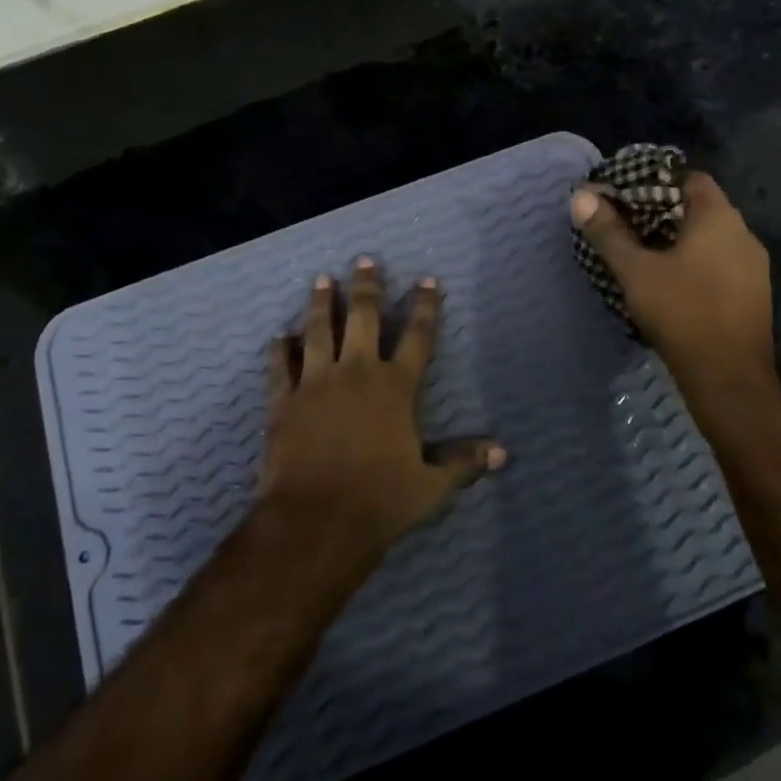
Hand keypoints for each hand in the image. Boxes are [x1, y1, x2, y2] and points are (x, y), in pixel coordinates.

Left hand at [259, 259, 505, 559]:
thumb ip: (462, 463)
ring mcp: (316, 382)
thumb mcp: (430, 486)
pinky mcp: (284, 400)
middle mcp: (356, 372)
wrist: (315, 521)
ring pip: (318, 330)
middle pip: (364, 318)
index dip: (426, 307)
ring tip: (322, 279)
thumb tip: (502, 453)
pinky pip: (280, 366)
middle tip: (365, 260)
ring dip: (321, 303)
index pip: (418, 337)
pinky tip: (278, 336)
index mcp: (395, 387)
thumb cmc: (379, 501)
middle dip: (367, 287)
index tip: (428, 280)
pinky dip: (279, 349)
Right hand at [569, 172, 776, 406]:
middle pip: (700, 207)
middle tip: (624, 222)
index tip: (626, 193)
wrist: (729, 379)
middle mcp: (743, 234)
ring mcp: (753, 266)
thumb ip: (608, 231)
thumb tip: (580, 196)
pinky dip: (693, 262)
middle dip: (661, 211)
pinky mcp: (752, 295)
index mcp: (719, 218)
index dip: (657, 180)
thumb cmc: (682, 312)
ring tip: (640, 252)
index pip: (690, 178)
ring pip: (710, 238)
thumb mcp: (635, 270)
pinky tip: (668, 282)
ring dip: (677, 240)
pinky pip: (719, 263)